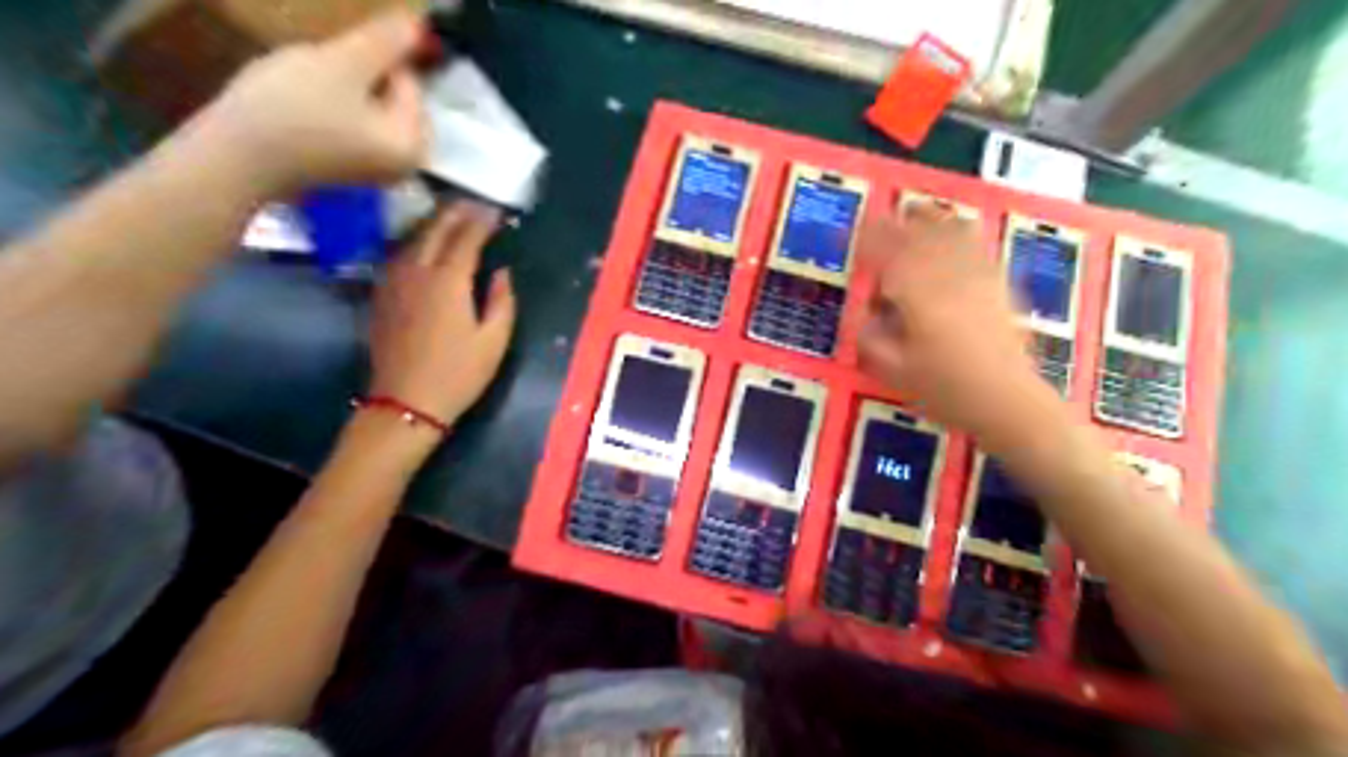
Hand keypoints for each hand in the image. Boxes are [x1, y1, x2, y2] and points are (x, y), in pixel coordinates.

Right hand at [192, 11, 422, 194]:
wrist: (235, 159)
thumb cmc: (292, 110)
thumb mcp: (342, 64)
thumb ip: (384, 43)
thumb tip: (419, 22)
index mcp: (414, 145)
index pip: (409, 83)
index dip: (370, 61)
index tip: (332, 62)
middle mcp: (406, 164)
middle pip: (392, 98)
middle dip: (360, 77)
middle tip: (317, 78)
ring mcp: (377, 170)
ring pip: (369, 109)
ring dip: (343, 89)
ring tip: (307, 89)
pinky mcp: (349, 170)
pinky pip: (352, 125)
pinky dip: (333, 108)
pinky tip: (301, 106)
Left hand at [366, 204, 517, 430]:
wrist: (405, 402)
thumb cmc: (458, 374)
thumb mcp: (494, 341)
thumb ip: (502, 301)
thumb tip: (502, 273)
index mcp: (448, 281)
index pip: (466, 238)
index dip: (481, 221)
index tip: (496, 211)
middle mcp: (417, 272)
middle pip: (435, 229)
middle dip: (455, 212)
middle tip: (473, 204)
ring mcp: (394, 282)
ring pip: (413, 238)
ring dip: (434, 223)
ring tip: (451, 216)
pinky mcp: (382, 295)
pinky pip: (399, 255)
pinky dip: (415, 241)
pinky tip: (423, 245)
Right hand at [862, 200, 1041, 436]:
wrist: (1007, 400)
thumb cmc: (945, 389)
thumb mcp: (894, 371)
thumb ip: (872, 339)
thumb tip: (864, 317)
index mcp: (918, 295)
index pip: (889, 254)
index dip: (871, 239)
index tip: (857, 231)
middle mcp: (948, 276)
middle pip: (922, 235)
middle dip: (900, 222)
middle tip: (883, 215)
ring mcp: (977, 277)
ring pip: (952, 234)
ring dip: (931, 220)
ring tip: (917, 212)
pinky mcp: (998, 286)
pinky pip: (976, 248)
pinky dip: (960, 234)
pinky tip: (956, 235)